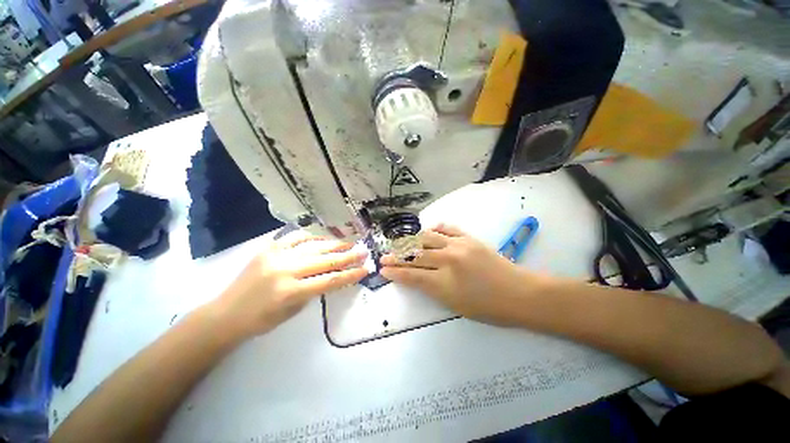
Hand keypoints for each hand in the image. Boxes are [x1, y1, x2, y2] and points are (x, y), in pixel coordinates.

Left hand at [217, 231, 367, 336]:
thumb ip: (314, 290)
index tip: (365, 269)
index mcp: (291, 291)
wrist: (226, 313)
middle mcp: (286, 270)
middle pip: (326, 260)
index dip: (350, 274)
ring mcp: (276, 255)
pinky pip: (295, 237)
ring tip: (349, 243)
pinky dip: (312, 237)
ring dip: (335, 244)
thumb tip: (331, 274)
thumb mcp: (293, 311)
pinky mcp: (269, 248)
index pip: (330, 280)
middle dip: (349, 256)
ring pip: (314, 246)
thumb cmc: (261, 320)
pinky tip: (323, 239)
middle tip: (364, 251)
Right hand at [381, 224, 542, 325]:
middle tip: (385, 257)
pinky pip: (446, 228)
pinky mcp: (468, 238)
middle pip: (414, 256)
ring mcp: (458, 245)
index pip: (411, 276)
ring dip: (411, 241)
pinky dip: (434, 229)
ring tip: (402, 244)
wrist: (520, 293)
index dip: (395, 272)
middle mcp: (447, 260)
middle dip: (396, 257)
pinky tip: (427, 231)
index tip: (383, 270)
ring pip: (426, 238)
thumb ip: (433, 289)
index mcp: (444, 283)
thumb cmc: (488, 308)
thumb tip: (416, 277)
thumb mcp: (455, 305)